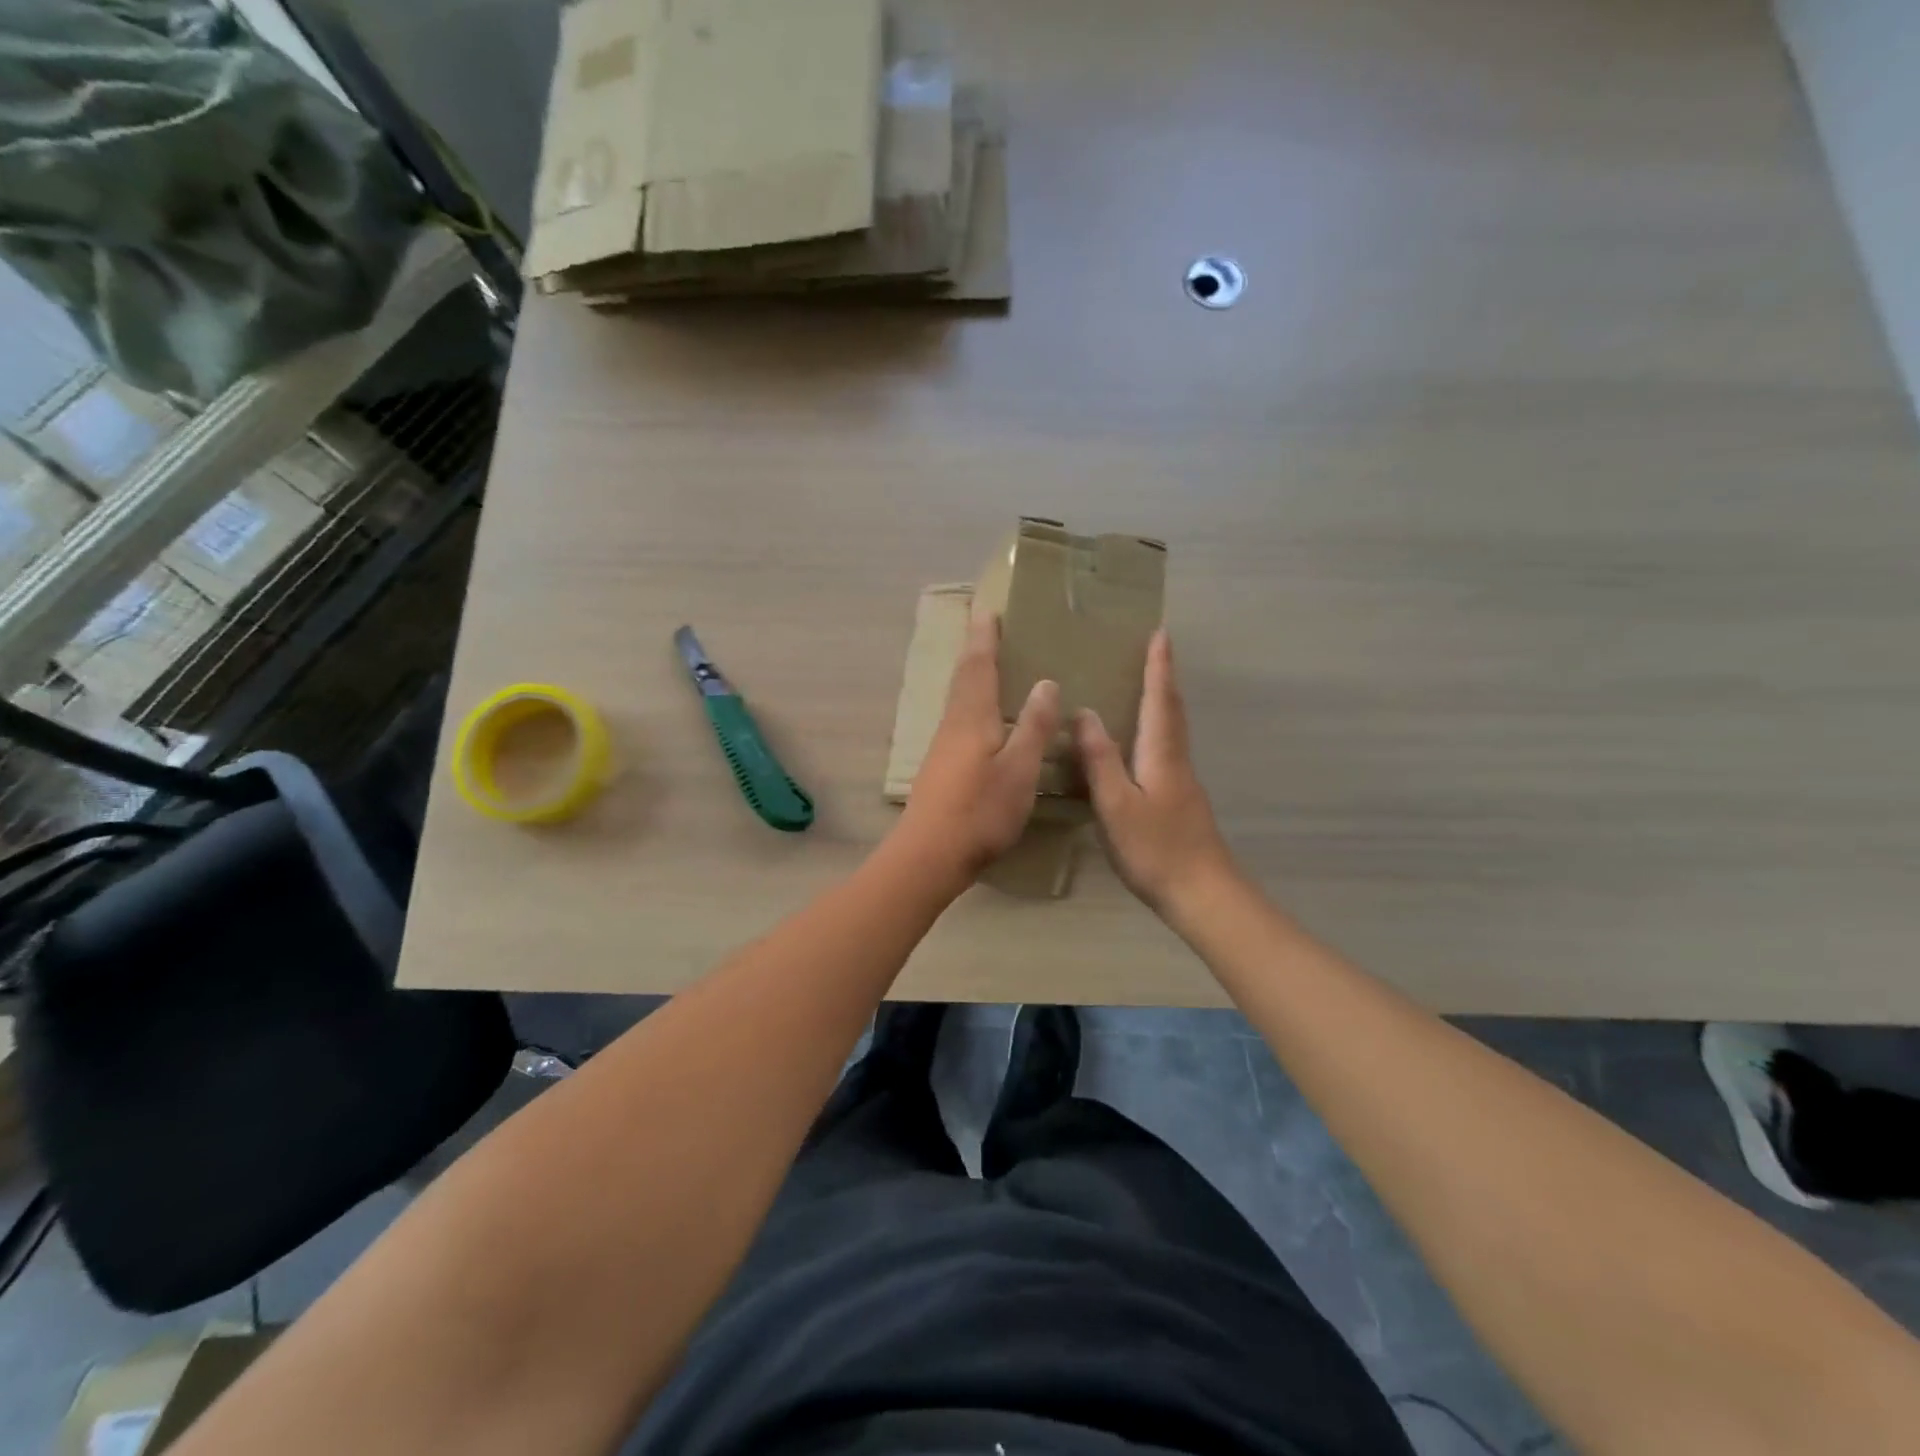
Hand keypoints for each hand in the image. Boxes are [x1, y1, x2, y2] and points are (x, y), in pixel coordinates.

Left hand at [895, 615, 1061, 887]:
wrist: (929, 856)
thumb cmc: (980, 811)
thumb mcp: (1020, 770)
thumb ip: (1035, 727)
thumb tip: (1046, 683)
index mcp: (972, 718)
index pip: (979, 666)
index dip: (985, 638)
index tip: (988, 610)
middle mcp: (952, 725)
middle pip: (963, 679)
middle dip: (975, 650)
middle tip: (986, 627)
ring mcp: (942, 748)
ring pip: (958, 700)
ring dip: (971, 676)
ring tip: (988, 665)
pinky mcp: (940, 768)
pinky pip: (958, 720)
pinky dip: (971, 703)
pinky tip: (982, 719)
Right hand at [1075, 630, 1235, 915]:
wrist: (1201, 893)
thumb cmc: (1155, 849)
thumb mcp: (1117, 805)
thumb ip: (1100, 759)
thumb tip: (1084, 713)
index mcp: (1161, 755)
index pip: (1160, 700)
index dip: (1158, 667)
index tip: (1160, 633)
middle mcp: (1176, 760)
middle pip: (1173, 710)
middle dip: (1164, 677)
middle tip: (1156, 649)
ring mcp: (1182, 781)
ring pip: (1173, 729)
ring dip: (1163, 700)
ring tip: (1147, 684)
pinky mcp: (1180, 799)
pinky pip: (1167, 748)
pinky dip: (1158, 727)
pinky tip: (1142, 740)